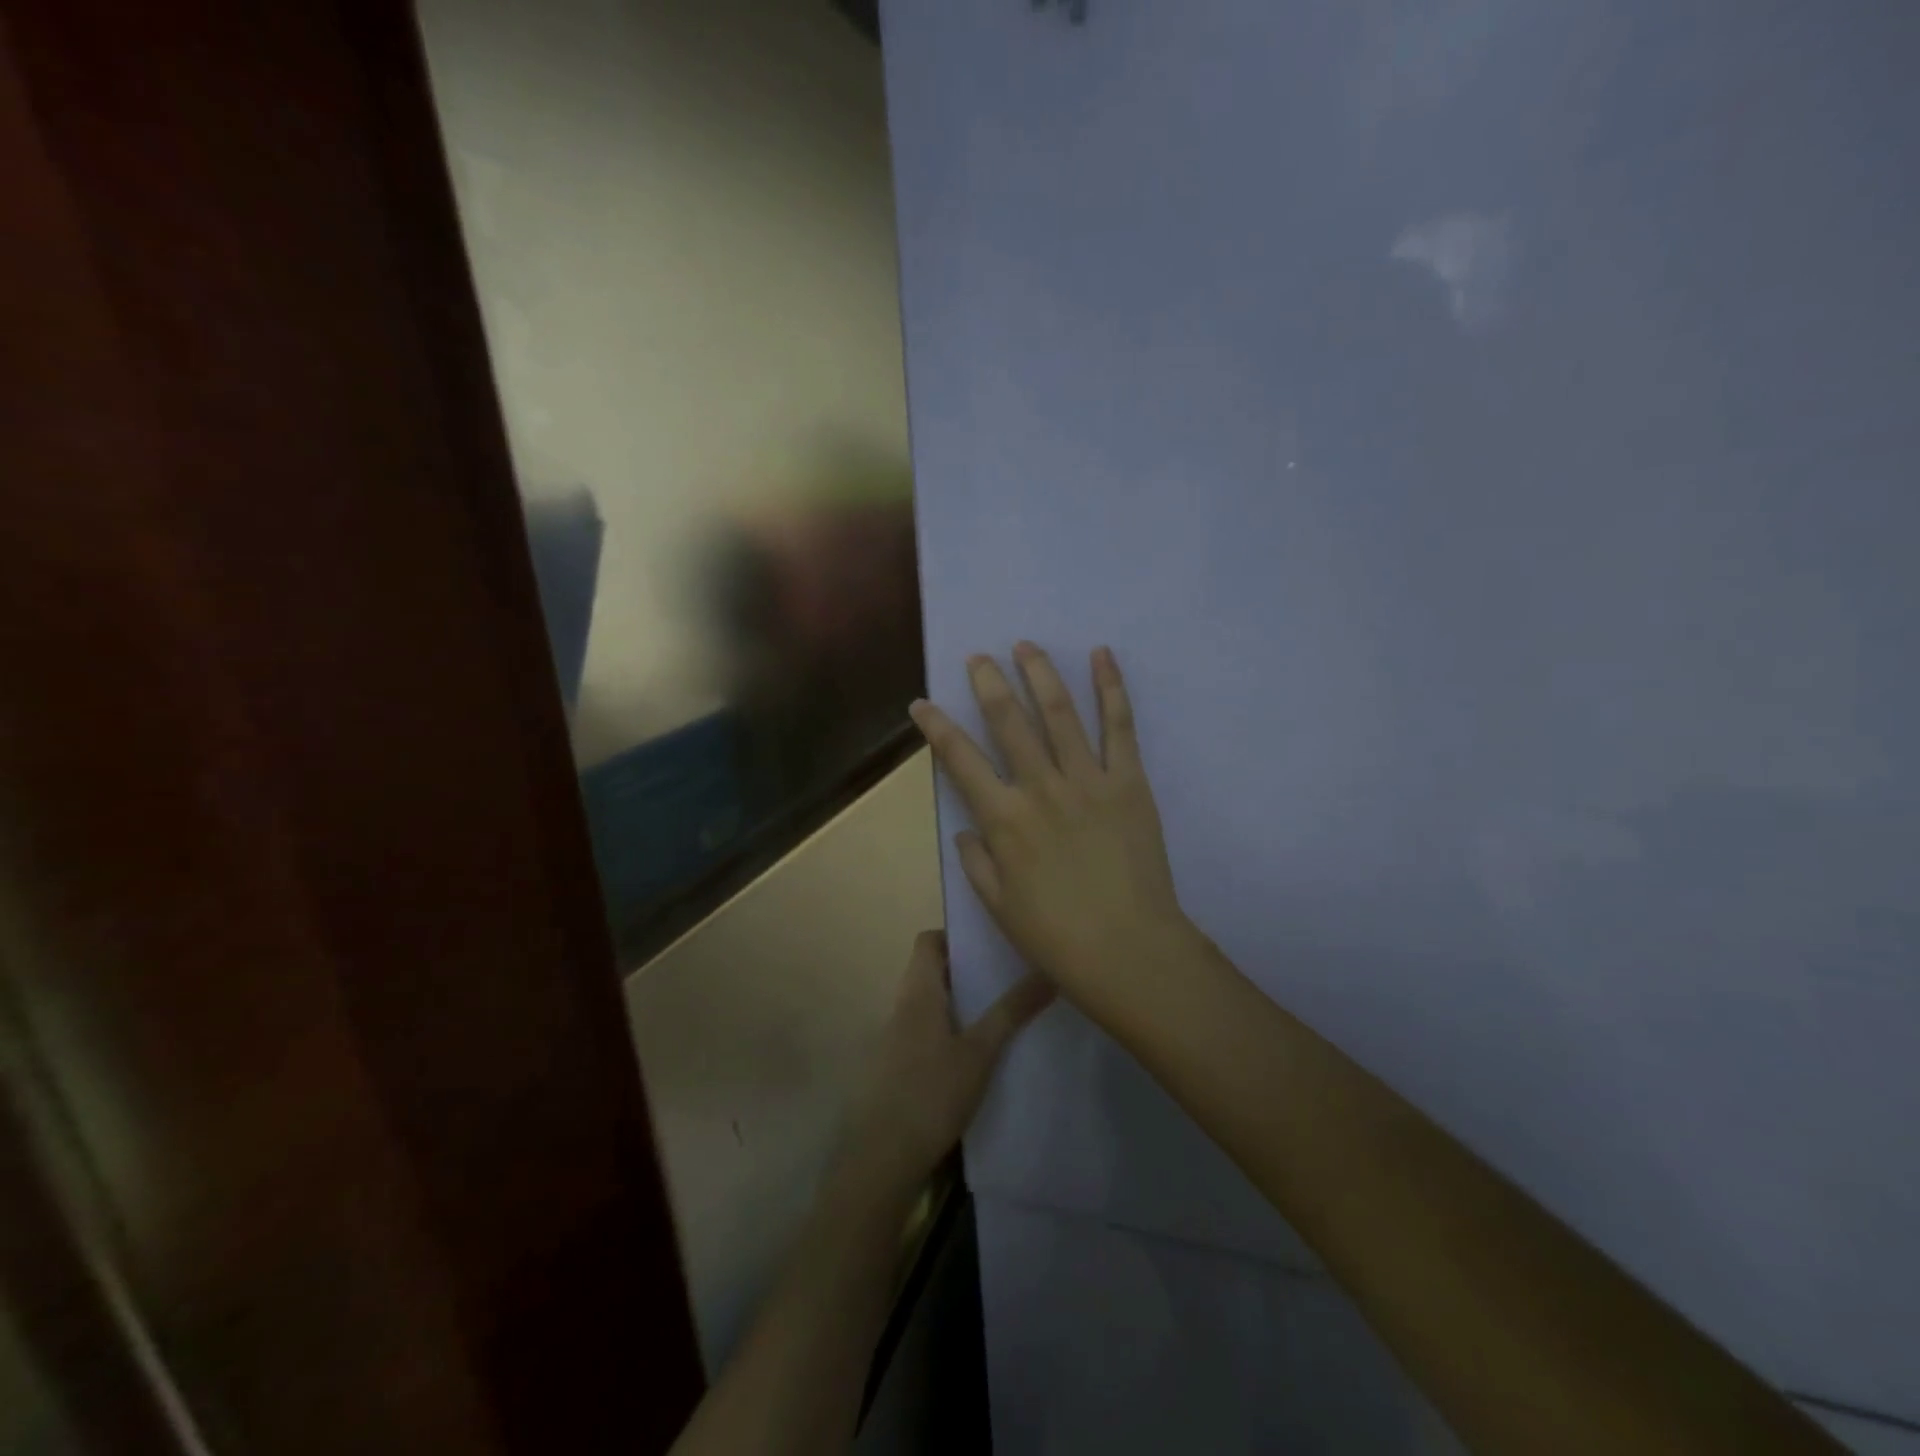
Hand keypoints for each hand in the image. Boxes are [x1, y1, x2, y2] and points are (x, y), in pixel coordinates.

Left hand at [842, 931, 1053, 1188]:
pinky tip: (971, 1058)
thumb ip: (1011, 1012)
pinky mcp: (892, 1070)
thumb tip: (1048, 972)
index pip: (928, 942)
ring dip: (957, 1004)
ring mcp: (892, 1040)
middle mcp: (900, 1008)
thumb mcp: (980, 1053)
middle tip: (1004, 979)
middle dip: (965, 972)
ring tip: (996, 1015)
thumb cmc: (931, 1094)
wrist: (881, 1159)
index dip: (956, 936)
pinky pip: (921, 1034)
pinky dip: (945, 1033)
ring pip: (927, 1005)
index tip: (990, 946)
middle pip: (930, 972)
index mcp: (917, 993)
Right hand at [908, 644, 1194, 1011]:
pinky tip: (1102, 656)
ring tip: (1026, 645)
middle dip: (988, 683)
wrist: (1130, 951)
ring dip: (1040, 673)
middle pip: (1008, 721)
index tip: (922, 703)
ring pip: (1059, 713)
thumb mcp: (999, 907)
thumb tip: (965, 829)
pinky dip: (1110, 688)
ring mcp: (1087, 780)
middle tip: (979, 657)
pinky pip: (1119, 727)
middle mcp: (1040, 788)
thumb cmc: (1057, 937)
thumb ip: (977, 862)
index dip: (936, 727)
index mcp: (1003, 820)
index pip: (959, 760)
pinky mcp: (1129, 782)